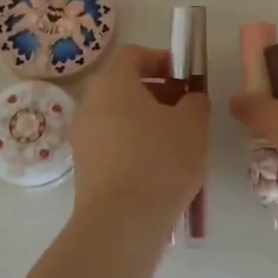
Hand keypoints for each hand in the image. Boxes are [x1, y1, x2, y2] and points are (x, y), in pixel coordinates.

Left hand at [68, 43, 208, 237]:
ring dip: (147, 121)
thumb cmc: (160, 160)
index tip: (187, 78)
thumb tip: (189, 99)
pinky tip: (160, 168)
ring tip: (178, 142)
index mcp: (113, 83)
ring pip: (118, 117)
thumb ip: (195, 101)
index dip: (163, 60)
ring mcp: (83, 138)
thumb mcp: (192, 124)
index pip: (134, 55)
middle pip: (124, 86)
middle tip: (187, 110)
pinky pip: (113, 144)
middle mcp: (90, 104)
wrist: (122, 223)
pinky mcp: (85, 168)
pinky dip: (135, 146)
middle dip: (158, 93)